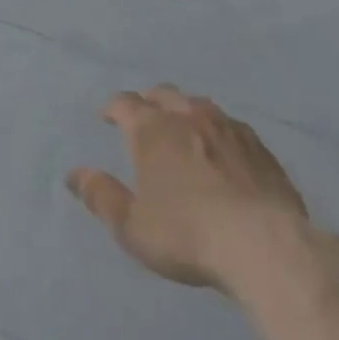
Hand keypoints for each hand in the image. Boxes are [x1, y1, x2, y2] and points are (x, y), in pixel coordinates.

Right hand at [67, 85, 312, 294]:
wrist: (265, 245)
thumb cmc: (186, 234)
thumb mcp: (131, 226)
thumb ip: (100, 196)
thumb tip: (73, 174)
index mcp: (152, 129)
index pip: (124, 103)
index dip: (112, 108)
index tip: (106, 117)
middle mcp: (188, 115)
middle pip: (162, 94)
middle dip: (148, 102)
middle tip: (143, 118)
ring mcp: (227, 127)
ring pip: (199, 105)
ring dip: (184, 112)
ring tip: (182, 131)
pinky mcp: (260, 147)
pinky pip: (231, 126)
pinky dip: (217, 132)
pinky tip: (223, 151)